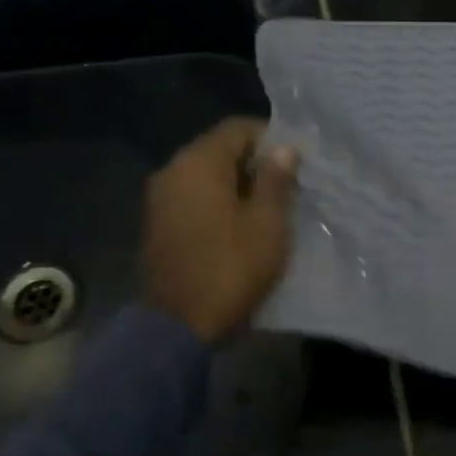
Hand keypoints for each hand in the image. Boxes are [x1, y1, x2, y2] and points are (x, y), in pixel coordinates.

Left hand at [143, 118, 298, 341]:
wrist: (177, 327)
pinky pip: (193, 198)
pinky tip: (241, 225)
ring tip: (269, 207)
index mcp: (198, 163)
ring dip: (237, 185)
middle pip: (219, 150)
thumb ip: (275, 180)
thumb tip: (282, 149)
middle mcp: (172, 171)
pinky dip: (218, 203)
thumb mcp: (267, 223)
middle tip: (289, 185)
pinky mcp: (158, 225)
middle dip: (255, 163)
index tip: (297, 161)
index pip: (237, 128)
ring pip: (206, 176)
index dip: (271, 138)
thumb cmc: (230, 268)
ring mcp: (159, 199)